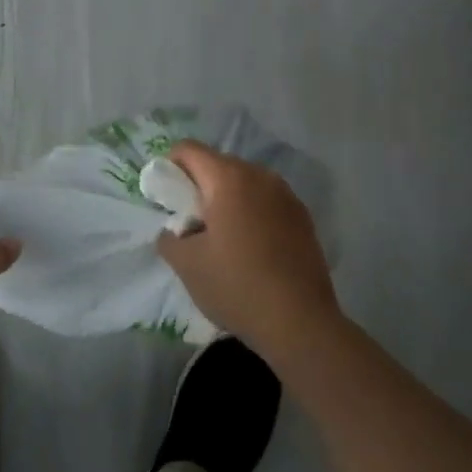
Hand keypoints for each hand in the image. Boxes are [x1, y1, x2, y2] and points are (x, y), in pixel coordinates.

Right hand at [159, 142, 343, 365]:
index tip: (168, 201)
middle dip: (200, 187)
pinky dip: (252, 213)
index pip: (188, 150)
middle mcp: (259, 176)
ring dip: (228, 200)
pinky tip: (252, 249)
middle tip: (192, 224)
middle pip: (218, 164)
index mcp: (228, 178)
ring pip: (245, 183)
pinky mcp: (303, 216)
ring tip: (224, 239)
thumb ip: (168, 238)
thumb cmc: (236, 286)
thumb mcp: (186, 265)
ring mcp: (286, 195)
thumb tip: (174, 230)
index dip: (170, 168)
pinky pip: (266, 201)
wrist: (301, 322)